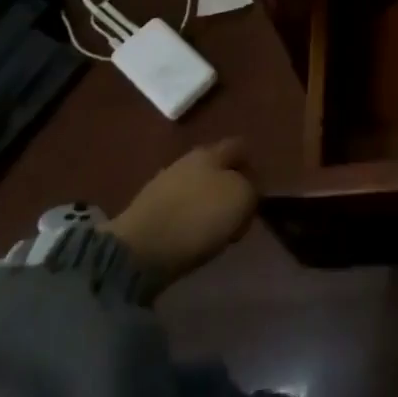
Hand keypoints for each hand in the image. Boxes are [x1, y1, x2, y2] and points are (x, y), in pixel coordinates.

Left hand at [106, 138, 256, 287]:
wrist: (138, 250)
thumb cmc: (198, 217)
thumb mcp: (242, 199)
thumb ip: (251, 189)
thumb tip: (246, 191)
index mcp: (211, 151)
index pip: (240, 147)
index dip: (253, 165)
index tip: (259, 191)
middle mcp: (186, 160)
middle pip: (216, 168)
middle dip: (229, 185)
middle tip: (239, 211)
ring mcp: (162, 185)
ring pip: (196, 188)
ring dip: (208, 204)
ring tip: (217, 228)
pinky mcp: (146, 212)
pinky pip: (178, 209)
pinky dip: (188, 220)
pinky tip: (192, 236)